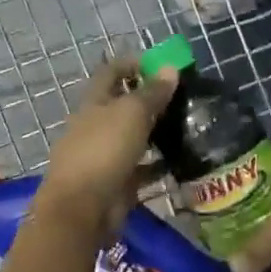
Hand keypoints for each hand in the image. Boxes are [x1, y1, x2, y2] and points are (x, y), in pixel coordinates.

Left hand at [36, 59, 179, 234]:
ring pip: (133, 137)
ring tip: (188, 127)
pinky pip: (140, 169)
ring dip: (156, 132)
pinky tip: (181, 162)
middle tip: (184, 98)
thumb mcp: (131, 114)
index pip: (111, 72)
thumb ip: (152, 93)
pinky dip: (158, 165)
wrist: (82, 208)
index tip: (163, 64)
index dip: (134, 63)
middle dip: (150, 100)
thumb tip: (170, 68)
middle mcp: (96, 126)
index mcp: (93, 103)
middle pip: (123, 105)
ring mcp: (104, 156)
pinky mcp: (116, 182)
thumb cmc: (103, 151)